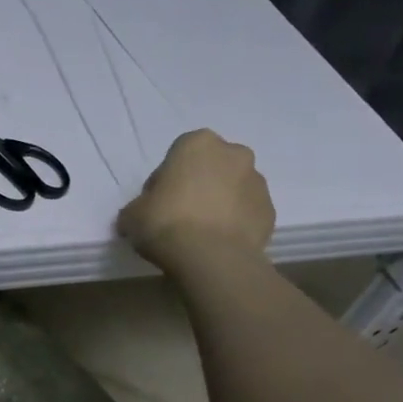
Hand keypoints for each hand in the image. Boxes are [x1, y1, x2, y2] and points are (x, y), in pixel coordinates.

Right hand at [117, 129, 275, 266]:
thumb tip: (143, 214)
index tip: (157, 202)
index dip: (165, 180)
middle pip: (212, 167)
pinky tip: (219, 242)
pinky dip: (236, 223)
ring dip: (220, 202)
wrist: (211, 258)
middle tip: (181, 213)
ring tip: (202, 232)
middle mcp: (233, 154)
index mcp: (198, 143)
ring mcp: (257, 183)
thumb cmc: (165, 222)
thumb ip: (139, 206)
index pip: (177, 155)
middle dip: (199, 184)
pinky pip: (247, 212)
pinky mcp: (270, 211)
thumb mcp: (132, 214)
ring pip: (233, 188)